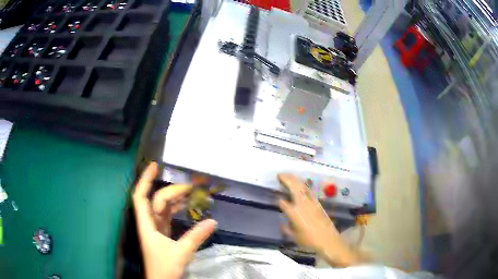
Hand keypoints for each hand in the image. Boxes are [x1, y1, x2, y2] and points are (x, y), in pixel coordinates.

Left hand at [133, 162, 216, 278]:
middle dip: (172, 191)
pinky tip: (187, 206)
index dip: (145, 179)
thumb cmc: (164, 268)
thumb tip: (213, 221)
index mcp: (147, 224)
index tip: (154, 165)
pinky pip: (168, 216)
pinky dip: (177, 209)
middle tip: (191, 187)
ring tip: (192, 193)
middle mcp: (149, 223)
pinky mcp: (163, 234)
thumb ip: (196, 237)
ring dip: (175, 199)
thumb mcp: (181, 253)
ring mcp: (156, 228)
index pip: (141, 196)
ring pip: (163, 208)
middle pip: (157, 200)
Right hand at [277, 174, 358, 266]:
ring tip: (288, 175)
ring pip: (302, 186)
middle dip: (286, 179)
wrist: (328, 240)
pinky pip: (309, 190)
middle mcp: (302, 204)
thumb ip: (286, 229)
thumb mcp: (293, 237)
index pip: (282, 202)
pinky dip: (303, 185)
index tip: (276, 198)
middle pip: (294, 187)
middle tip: (279, 174)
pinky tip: (301, 184)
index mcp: (294, 213)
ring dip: (295, 179)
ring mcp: (311, 202)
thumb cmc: (309, 241)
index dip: (278, 200)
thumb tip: (282, 223)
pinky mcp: (318, 203)